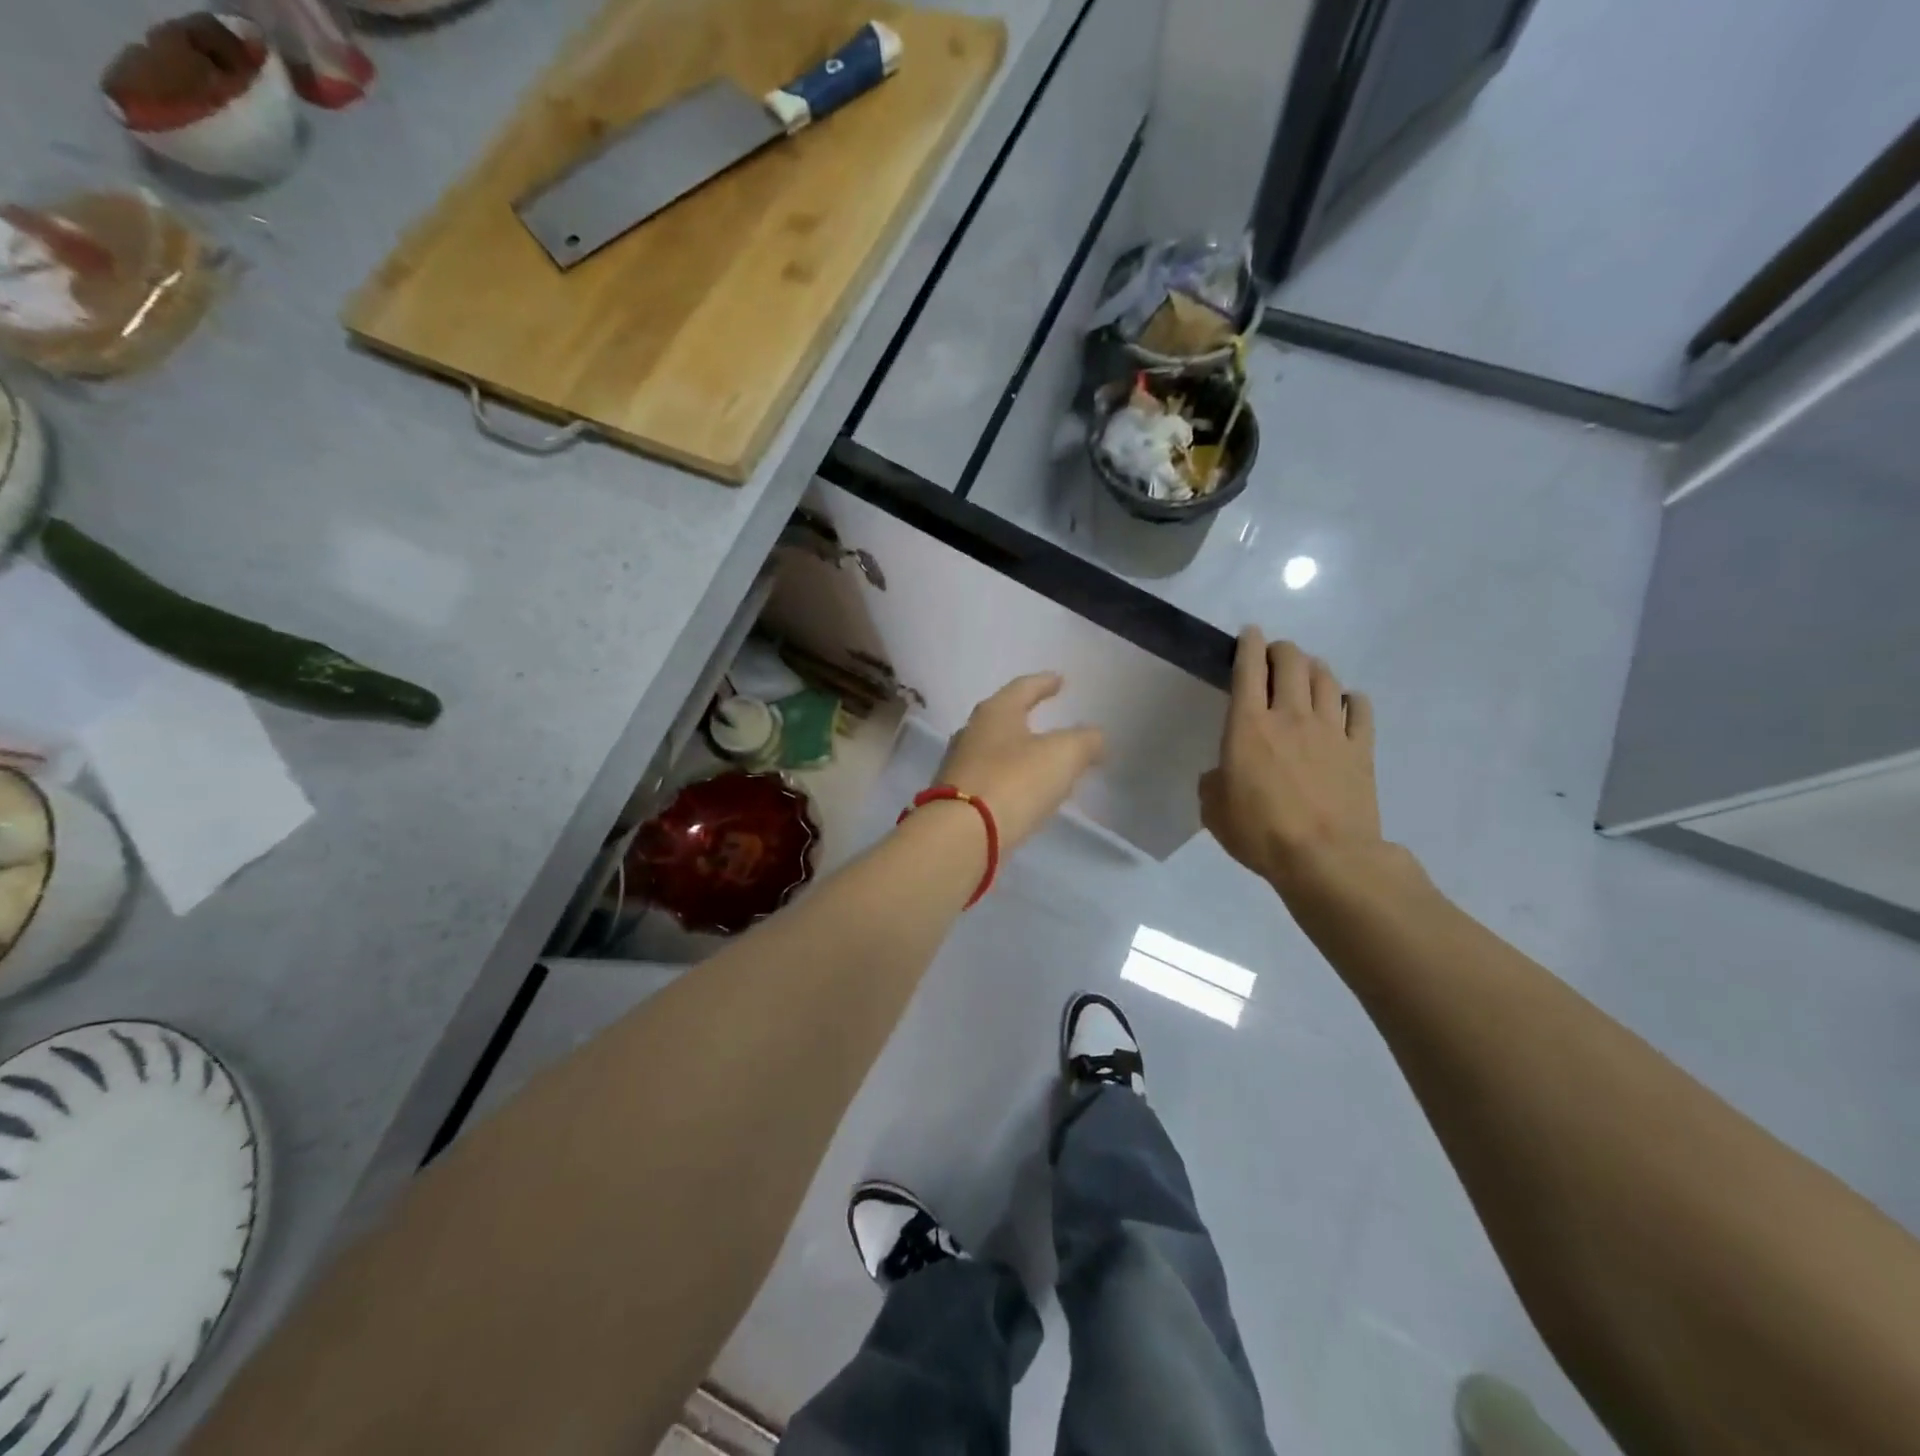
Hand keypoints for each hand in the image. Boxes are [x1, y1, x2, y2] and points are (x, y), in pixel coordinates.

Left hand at [934, 673, 1105, 850]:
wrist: (961, 836)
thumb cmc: (1014, 782)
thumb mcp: (1063, 755)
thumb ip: (1085, 741)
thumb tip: (1095, 738)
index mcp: (995, 713)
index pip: (1023, 688)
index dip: (1044, 683)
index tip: (1060, 680)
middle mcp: (971, 734)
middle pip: (1004, 719)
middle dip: (1028, 720)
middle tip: (1052, 724)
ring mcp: (959, 768)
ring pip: (996, 753)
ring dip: (1020, 755)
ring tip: (1043, 763)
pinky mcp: (957, 800)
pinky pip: (991, 783)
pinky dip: (1010, 783)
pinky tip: (1024, 795)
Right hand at [1200, 629, 1384, 891]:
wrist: (1325, 858)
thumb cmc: (1260, 832)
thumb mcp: (1214, 811)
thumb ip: (1213, 783)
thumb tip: (1222, 775)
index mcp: (1248, 725)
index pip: (1249, 668)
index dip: (1249, 644)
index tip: (1249, 633)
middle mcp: (1290, 715)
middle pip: (1292, 662)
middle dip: (1282, 649)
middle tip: (1275, 654)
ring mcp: (1330, 730)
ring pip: (1326, 679)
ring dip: (1314, 667)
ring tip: (1307, 672)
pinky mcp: (1360, 749)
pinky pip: (1360, 709)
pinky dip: (1350, 699)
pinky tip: (1345, 702)